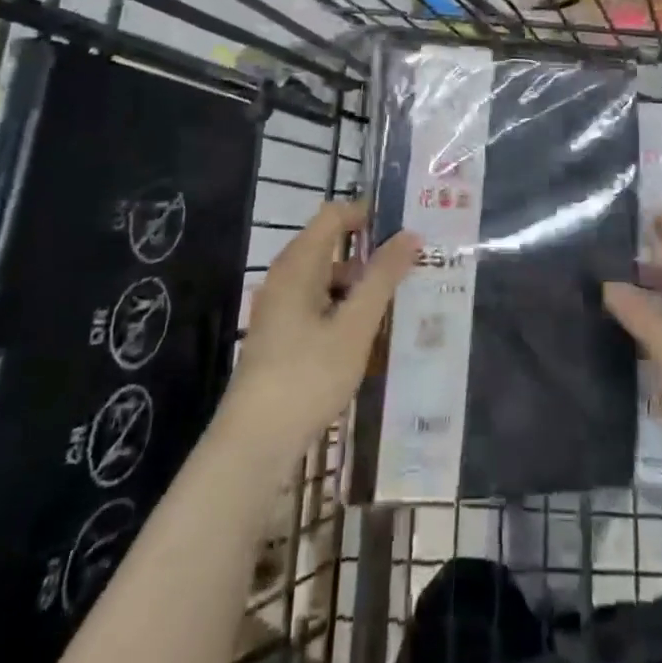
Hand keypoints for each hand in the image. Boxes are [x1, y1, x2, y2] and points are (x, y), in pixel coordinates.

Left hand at [217, 201, 420, 467]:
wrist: (251, 448)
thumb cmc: (306, 377)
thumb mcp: (354, 327)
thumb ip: (382, 278)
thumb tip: (410, 234)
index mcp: (298, 264)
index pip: (334, 215)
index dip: (367, 214)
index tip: (403, 229)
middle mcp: (284, 278)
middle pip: (331, 246)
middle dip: (369, 253)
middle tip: (410, 266)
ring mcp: (278, 310)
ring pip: (326, 280)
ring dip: (359, 286)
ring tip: (398, 304)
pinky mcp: (279, 338)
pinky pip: (318, 307)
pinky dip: (344, 310)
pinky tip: (367, 338)